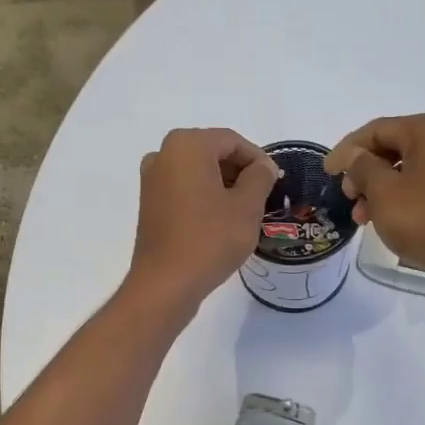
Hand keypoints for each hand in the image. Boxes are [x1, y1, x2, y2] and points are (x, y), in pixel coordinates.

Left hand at [127, 128, 279, 317]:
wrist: (166, 283)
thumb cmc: (210, 239)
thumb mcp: (247, 206)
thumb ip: (260, 177)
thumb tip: (263, 166)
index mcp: (187, 145)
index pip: (233, 141)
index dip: (259, 160)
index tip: (275, 183)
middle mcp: (163, 154)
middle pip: (213, 152)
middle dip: (240, 171)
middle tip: (262, 196)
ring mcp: (152, 179)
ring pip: (198, 171)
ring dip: (223, 184)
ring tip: (244, 211)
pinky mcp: (149, 203)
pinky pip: (184, 188)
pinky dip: (204, 196)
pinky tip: (220, 220)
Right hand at [324, 113, 424, 301]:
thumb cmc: (424, 218)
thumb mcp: (382, 190)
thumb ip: (361, 167)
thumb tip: (353, 156)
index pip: (376, 130)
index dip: (346, 150)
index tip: (326, 172)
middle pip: (390, 148)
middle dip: (362, 172)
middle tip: (346, 196)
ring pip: (403, 171)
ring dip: (376, 190)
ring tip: (361, 217)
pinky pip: (418, 189)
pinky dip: (396, 200)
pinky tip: (382, 221)